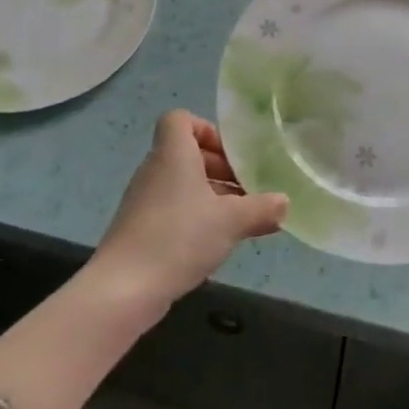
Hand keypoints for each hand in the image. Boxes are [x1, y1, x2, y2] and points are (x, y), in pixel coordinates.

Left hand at [89, 111, 287, 312]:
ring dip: (211, 196)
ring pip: (182, 184)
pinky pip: (173, 209)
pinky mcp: (140, 229)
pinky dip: (195, 218)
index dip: (207, 130)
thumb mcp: (231, 221)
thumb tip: (284, 203)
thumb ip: (261, 208)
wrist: (123, 289)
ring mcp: (144, 201)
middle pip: (187, 154)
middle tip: (247, 189)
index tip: (231, 155)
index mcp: (173, 154)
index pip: (180, 119)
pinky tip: (216, 242)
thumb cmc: (179, 237)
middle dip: (220, 168)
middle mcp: (154, 170)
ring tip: (240, 219)